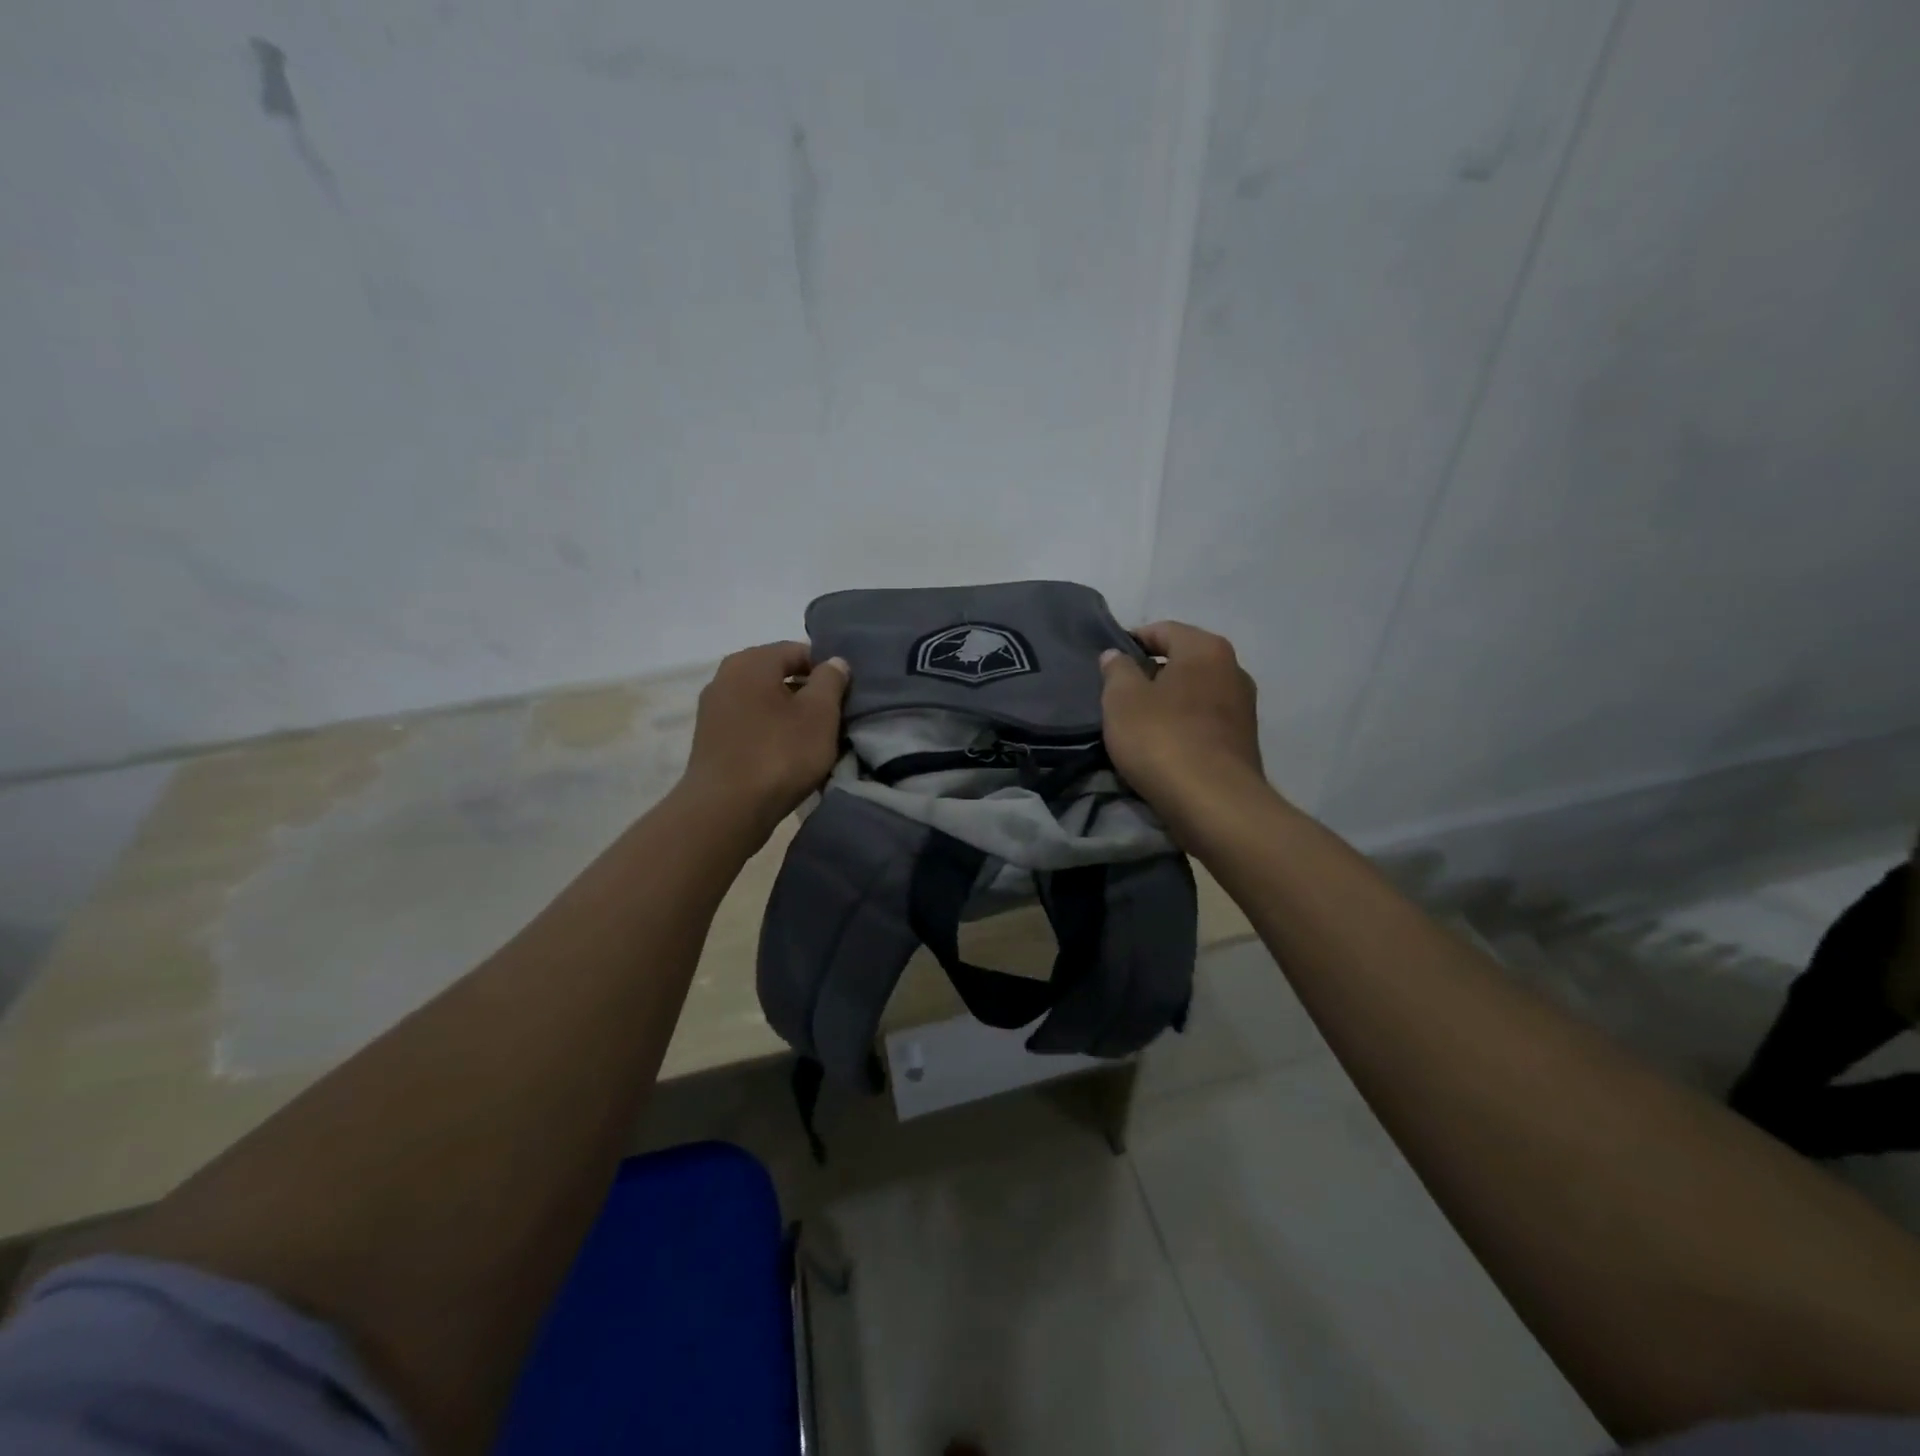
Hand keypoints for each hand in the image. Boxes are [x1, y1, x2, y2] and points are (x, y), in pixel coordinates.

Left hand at [680, 642, 848, 839]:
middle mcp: (725, 676)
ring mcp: (713, 709)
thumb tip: (834, 662)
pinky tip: (785, 758)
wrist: (726, 810)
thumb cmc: (779, 754)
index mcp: (751, 661)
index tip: (844, 698)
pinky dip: (770, 734)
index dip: (826, 671)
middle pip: (778, 675)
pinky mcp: (709, 740)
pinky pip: (749, 725)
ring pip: (764, 702)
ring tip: (811, 743)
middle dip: (807, 694)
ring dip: (789, 716)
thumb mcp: (820, 714)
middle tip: (832, 721)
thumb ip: (831, 680)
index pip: (798, 651)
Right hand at [1099, 621, 1264, 827]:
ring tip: (1138, 723)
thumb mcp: (1122, 700)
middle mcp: (1233, 669)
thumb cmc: (1162, 739)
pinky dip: (1183, 725)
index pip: (1163, 630)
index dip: (1132, 641)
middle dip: (1151, 673)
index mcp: (1205, 648)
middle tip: (1119, 694)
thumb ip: (1117, 670)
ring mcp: (1244, 707)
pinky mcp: (1244, 741)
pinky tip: (1163, 746)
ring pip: (1195, 692)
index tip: (1108, 662)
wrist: (1214, 803)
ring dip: (1168, 702)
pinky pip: (1205, 721)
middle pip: (1183, 660)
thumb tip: (1117, 655)